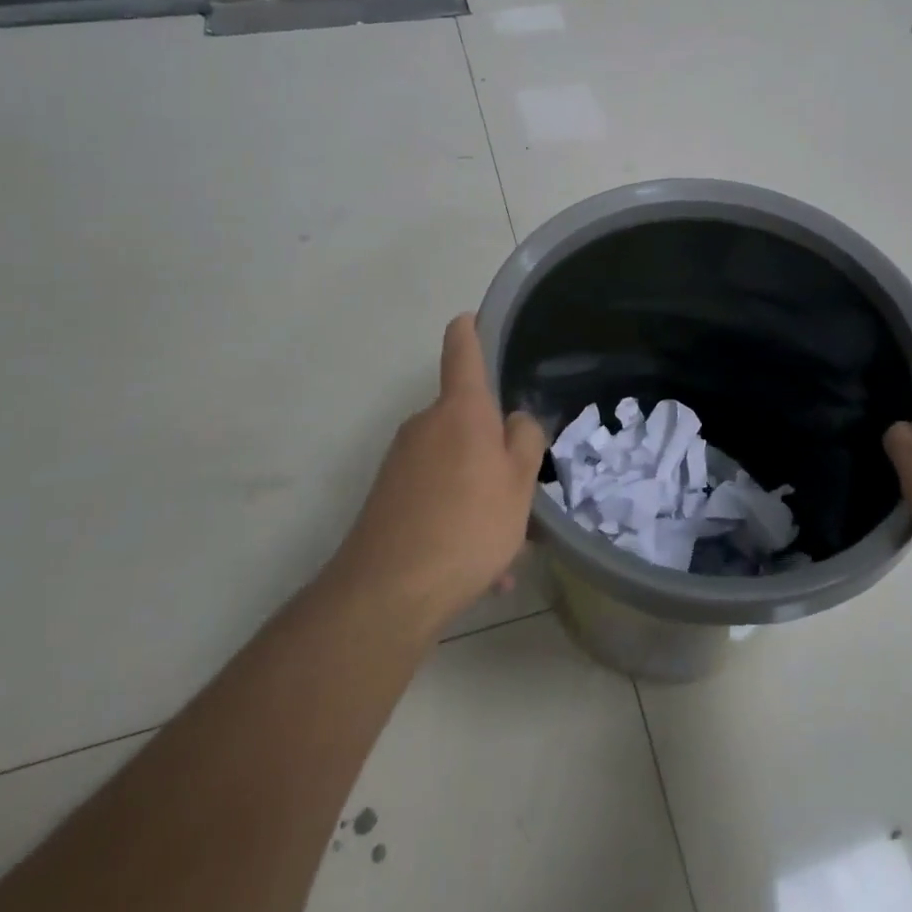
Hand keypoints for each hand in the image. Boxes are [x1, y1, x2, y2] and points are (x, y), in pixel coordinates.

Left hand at [328, 315, 546, 632]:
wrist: (387, 593)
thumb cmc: (468, 525)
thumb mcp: (519, 483)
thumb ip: (525, 441)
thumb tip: (514, 421)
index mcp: (460, 411)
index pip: (462, 351)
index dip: (469, 330)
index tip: (471, 318)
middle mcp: (425, 425)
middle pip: (467, 421)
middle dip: (495, 451)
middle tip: (522, 495)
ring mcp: (401, 462)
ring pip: (456, 467)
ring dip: (481, 495)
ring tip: (505, 552)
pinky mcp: (387, 497)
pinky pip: (436, 497)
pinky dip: (459, 520)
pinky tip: (480, 572)